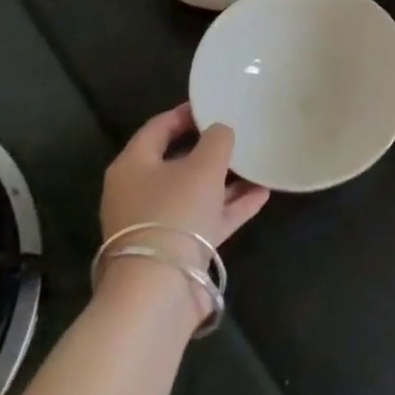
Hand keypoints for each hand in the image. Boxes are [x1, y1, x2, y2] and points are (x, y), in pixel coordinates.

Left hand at [100, 103, 268, 254]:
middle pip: (176, 161)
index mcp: (133, 165)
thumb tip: (220, 130)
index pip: (158, 127)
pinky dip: (231, 206)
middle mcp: (139, 192)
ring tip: (257, 164)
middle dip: (209, 148)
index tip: (215, 104)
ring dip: (226, 179)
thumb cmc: (175, 213)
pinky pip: (207, 218)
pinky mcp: (177, 249)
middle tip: (238, 134)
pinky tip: (261, 194)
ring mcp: (157, 223)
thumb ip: (217, 140)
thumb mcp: (203, 166)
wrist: (159, 290)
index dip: (186, 113)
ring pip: (195, 191)